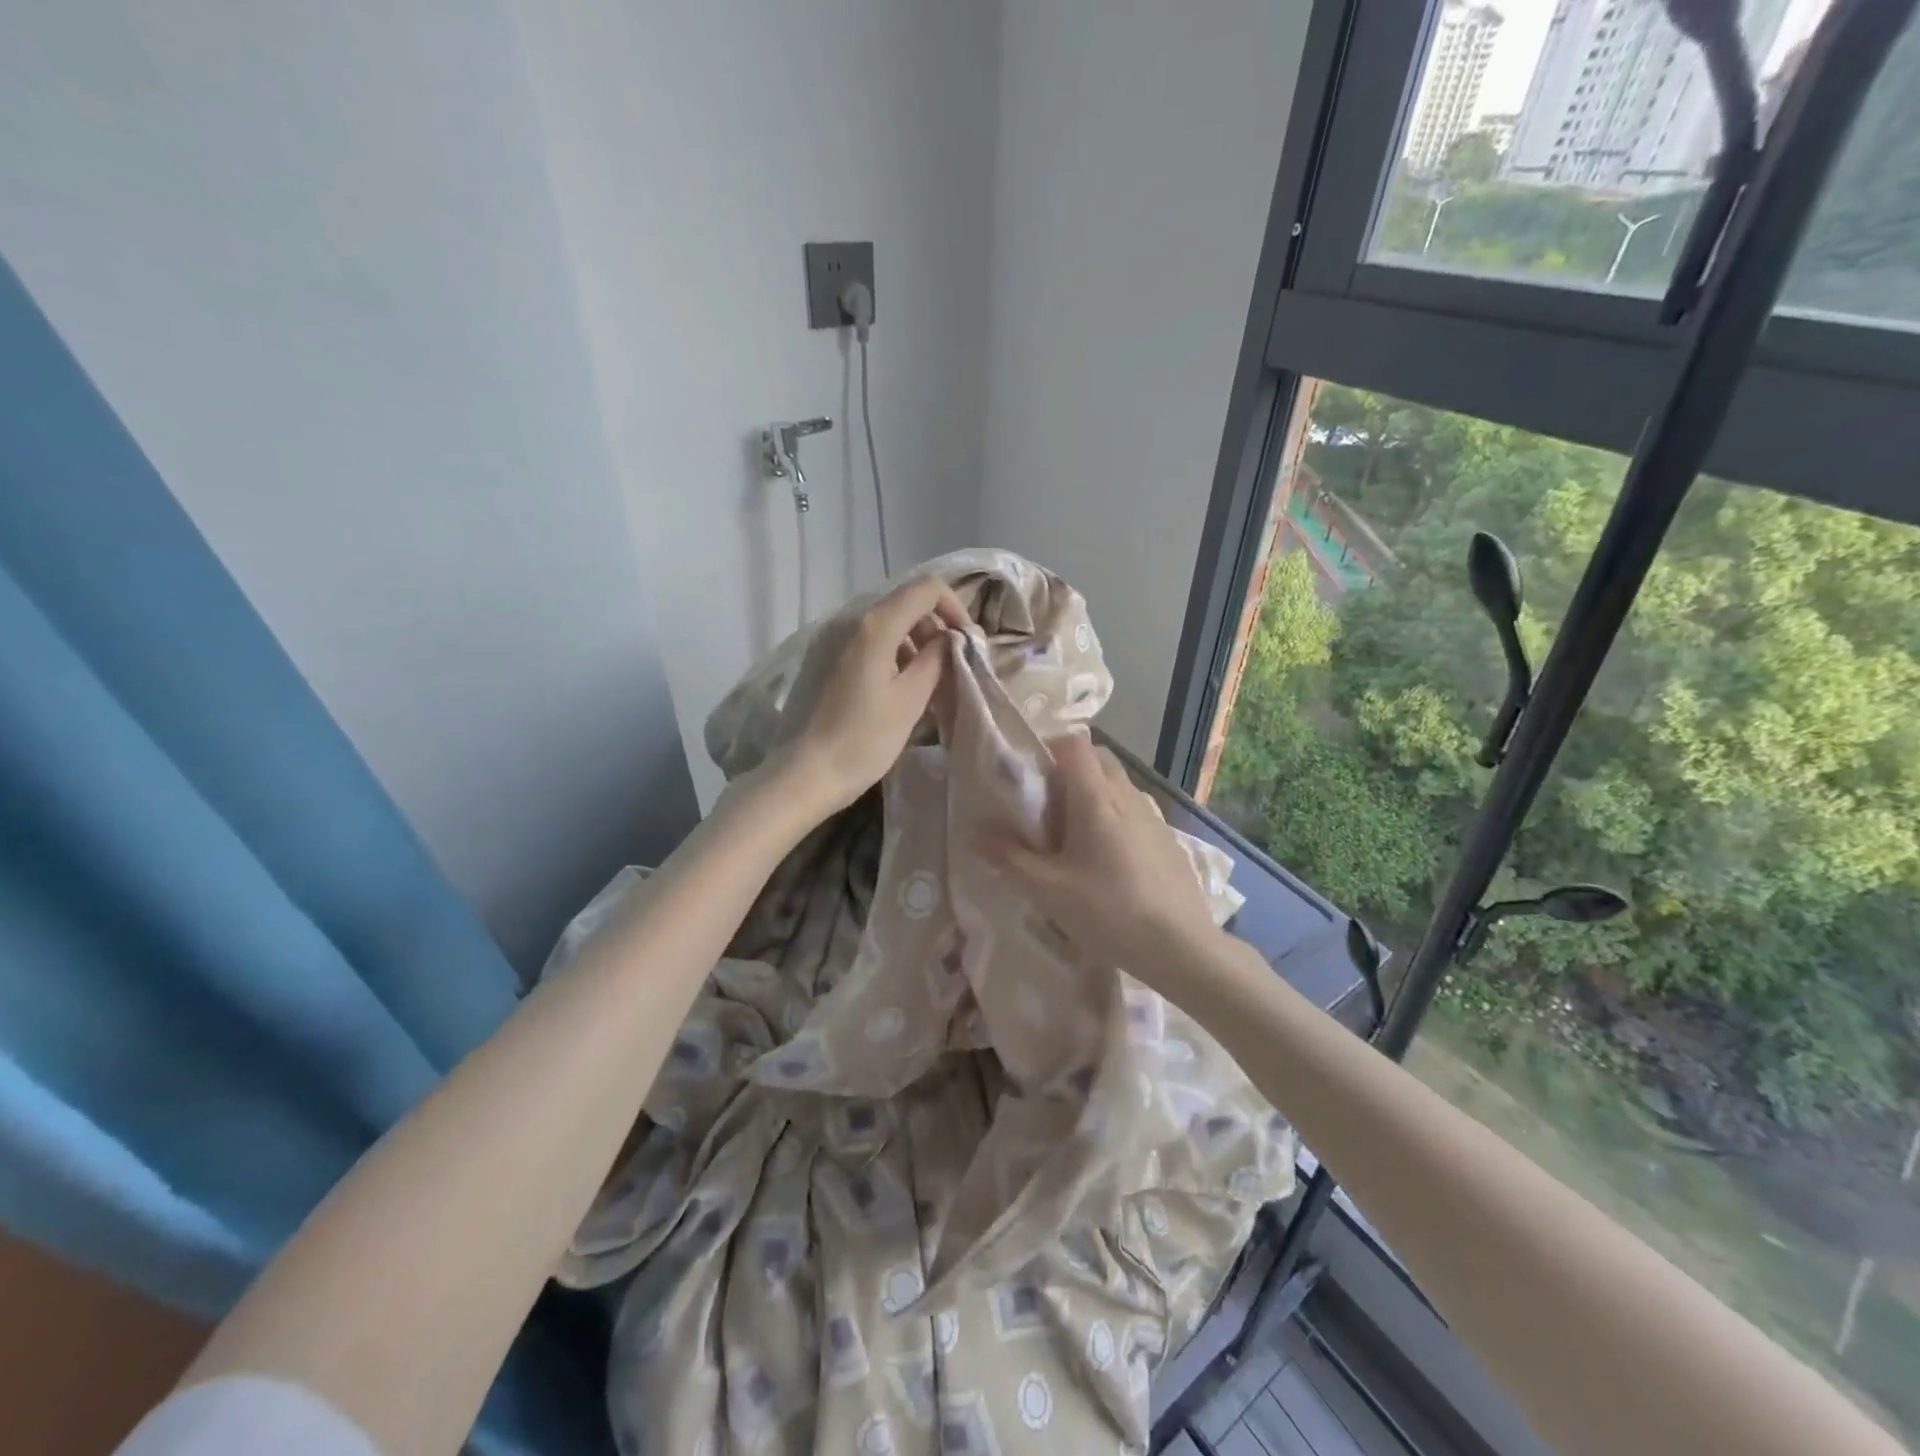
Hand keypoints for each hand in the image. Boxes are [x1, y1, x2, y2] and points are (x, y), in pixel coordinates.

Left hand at [780, 575, 970, 814]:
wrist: (802, 775)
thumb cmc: (862, 741)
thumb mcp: (910, 700)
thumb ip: (937, 659)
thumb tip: (952, 638)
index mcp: (874, 625)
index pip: (926, 588)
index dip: (954, 607)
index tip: (966, 642)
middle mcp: (847, 618)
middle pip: (902, 602)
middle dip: (932, 626)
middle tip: (948, 665)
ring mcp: (827, 636)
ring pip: (881, 621)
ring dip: (910, 641)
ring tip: (922, 681)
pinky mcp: (818, 656)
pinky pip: (861, 639)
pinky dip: (886, 651)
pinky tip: (891, 687)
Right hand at [985, 734, 1221, 979]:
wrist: (1181, 947)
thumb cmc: (1108, 911)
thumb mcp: (1048, 890)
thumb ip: (1008, 857)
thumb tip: (972, 832)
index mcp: (1096, 798)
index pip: (1075, 743)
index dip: (1049, 748)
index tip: (1029, 775)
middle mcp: (1127, 796)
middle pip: (1098, 759)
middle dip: (1069, 770)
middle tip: (1046, 806)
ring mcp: (1153, 817)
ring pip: (1118, 786)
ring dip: (1093, 795)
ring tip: (1073, 837)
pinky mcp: (1168, 840)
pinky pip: (1135, 811)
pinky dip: (1115, 818)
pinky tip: (1108, 862)